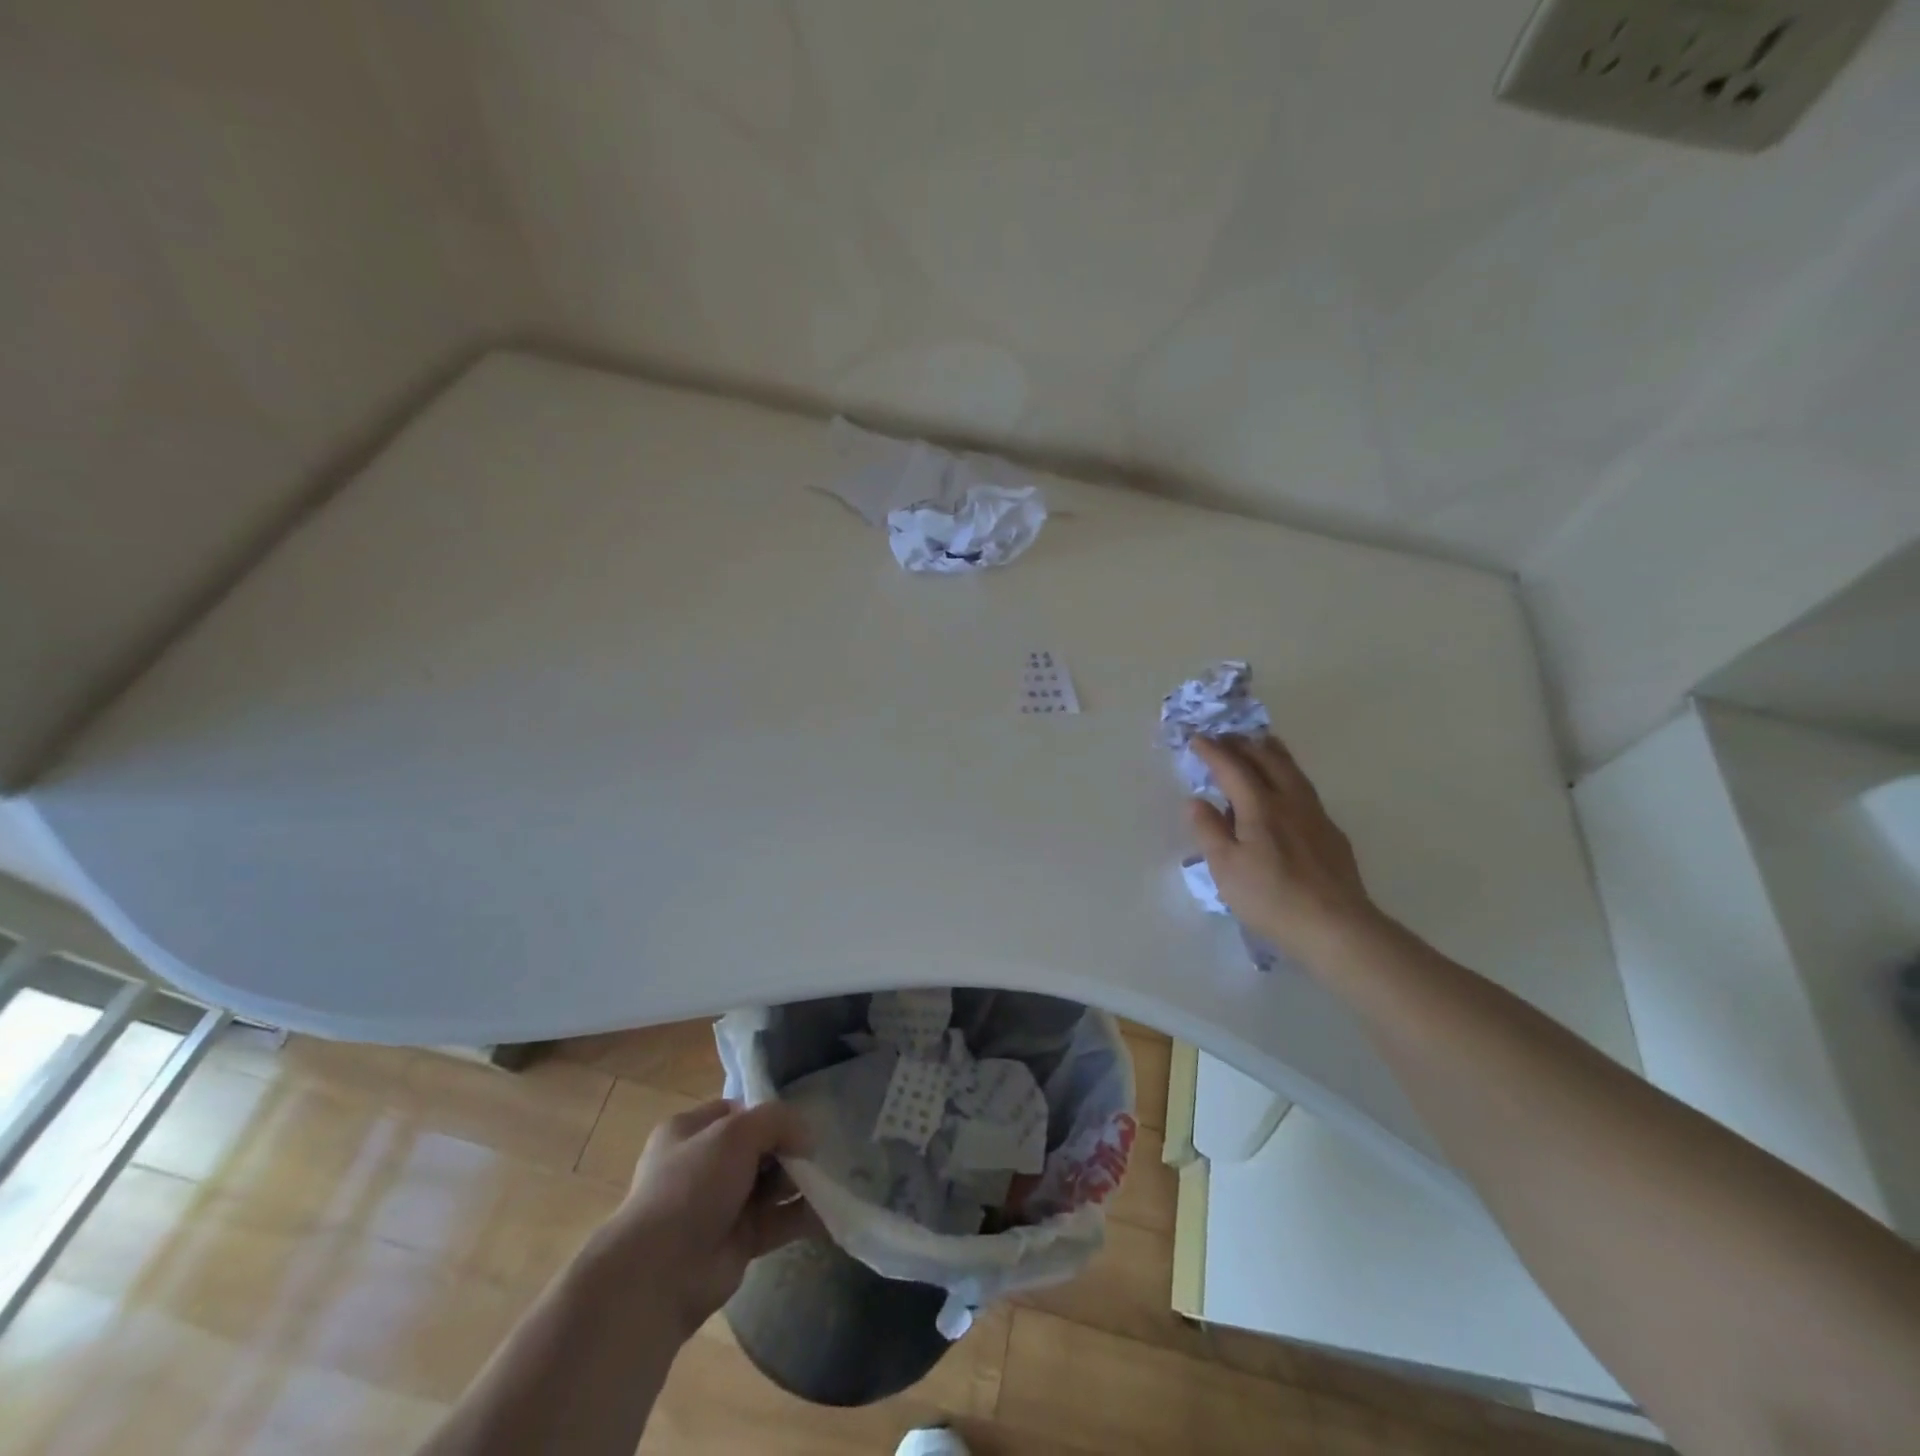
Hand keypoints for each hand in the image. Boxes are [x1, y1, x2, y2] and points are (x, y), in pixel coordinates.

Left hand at [605, 1099, 818, 1339]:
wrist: (660, 1273)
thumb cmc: (692, 1185)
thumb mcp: (736, 1132)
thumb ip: (777, 1121)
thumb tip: (807, 1137)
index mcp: (690, 1132)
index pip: (737, 1111)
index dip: (768, 1114)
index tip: (800, 1120)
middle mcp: (704, 1166)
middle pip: (759, 1148)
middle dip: (789, 1149)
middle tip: (818, 1151)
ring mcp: (721, 1205)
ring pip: (770, 1184)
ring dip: (799, 1181)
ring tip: (831, 1176)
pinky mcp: (739, 1241)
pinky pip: (778, 1220)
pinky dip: (802, 1215)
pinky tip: (830, 1209)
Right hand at [1188, 734, 1381, 965]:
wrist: (1336, 927)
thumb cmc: (1271, 897)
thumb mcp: (1225, 868)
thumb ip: (1208, 830)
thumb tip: (1196, 801)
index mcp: (1260, 806)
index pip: (1232, 767)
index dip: (1212, 751)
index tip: (1196, 738)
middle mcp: (1290, 801)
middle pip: (1267, 759)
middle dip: (1243, 743)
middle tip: (1225, 736)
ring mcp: (1316, 816)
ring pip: (1292, 770)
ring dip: (1270, 753)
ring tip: (1259, 745)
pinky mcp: (1332, 835)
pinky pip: (1305, 790)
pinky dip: (1288, 776)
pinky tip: (1287, 791)